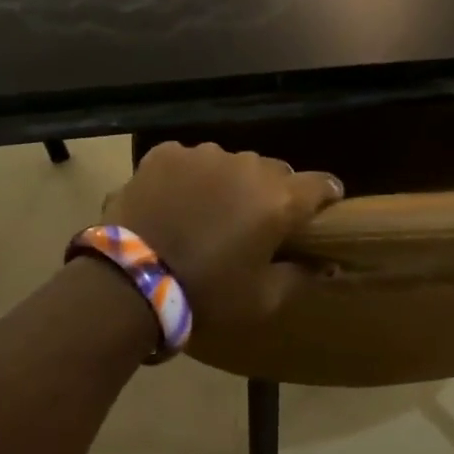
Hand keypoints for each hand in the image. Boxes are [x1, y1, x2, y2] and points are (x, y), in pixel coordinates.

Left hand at [102, 142, 342, 337]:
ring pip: (233, 163)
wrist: (127, 283)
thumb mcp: (264, 299)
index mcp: (280, 199)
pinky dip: (192, 178)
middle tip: (255, 224)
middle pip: (276, 172)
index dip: (325, 198)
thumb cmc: (207, 294)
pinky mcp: (166, 154)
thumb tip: (326, 263)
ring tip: (210, 213)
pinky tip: (177, 203)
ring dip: (231, 183)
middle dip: (273, 194)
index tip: (318, 214)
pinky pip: (192, 161)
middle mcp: (249, 166)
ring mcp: (205, 155)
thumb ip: (302, 276)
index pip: (322, 184)